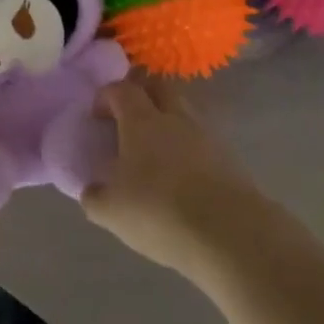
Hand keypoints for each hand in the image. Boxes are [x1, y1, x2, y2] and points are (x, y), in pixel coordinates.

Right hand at [82, 79, 252, 271]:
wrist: (232, 236)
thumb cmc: (160, 212)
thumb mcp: (112, 211)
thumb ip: (94, 196)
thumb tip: (91, 189)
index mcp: (141, 121)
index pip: (121, 89)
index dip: (105, 97)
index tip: (97, 117)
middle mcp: (174, 118)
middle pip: (158, 87)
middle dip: (141, 95)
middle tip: (128, 120)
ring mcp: (207, 136)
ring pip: (184, 113)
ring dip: (168, 122)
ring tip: (157, 152)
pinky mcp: (231, 160)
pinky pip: (203, 141)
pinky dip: (189, 149)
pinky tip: (183, 176)